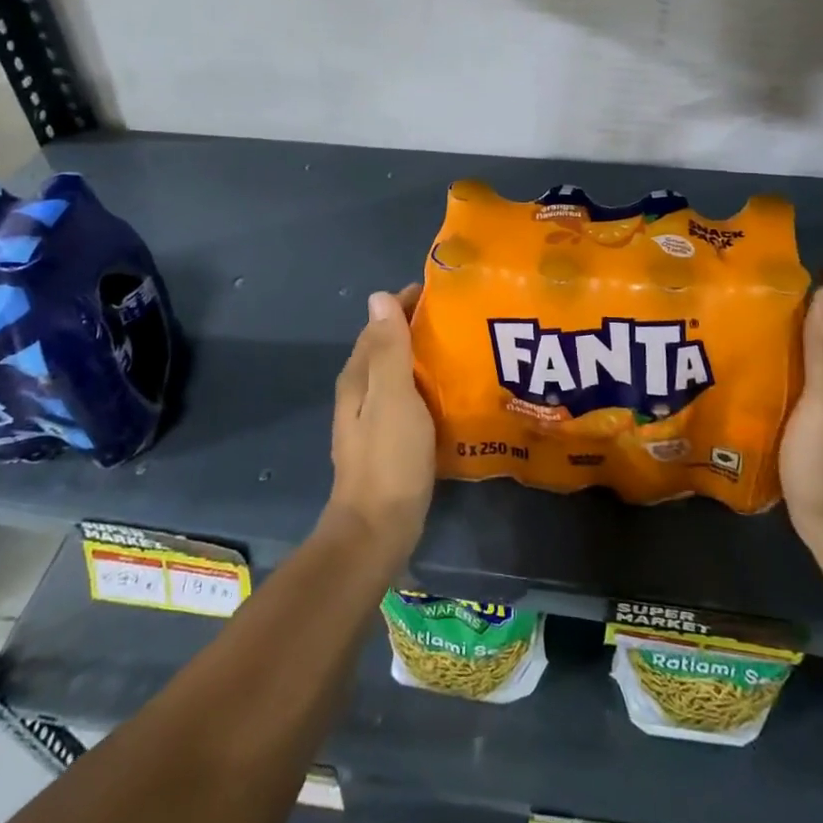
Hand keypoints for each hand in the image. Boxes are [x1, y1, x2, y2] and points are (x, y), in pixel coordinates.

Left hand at [325, 284, 434, 567]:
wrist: (378, 528)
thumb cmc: (389, 458)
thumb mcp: (393, 397)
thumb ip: (389, 348)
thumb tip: (378, 295)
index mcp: (358, 375)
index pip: (380, 324)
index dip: (405, 304)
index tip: (443, 293)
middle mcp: (361, 390)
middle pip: (388, 346)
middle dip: (418, 327)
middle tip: (462, 318)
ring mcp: (373, 417)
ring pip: (399, 372)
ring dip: (424, 356)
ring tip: (463, 348)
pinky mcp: (390, 438)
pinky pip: (409, 397)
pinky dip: (427, 384)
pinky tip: (452, 390)